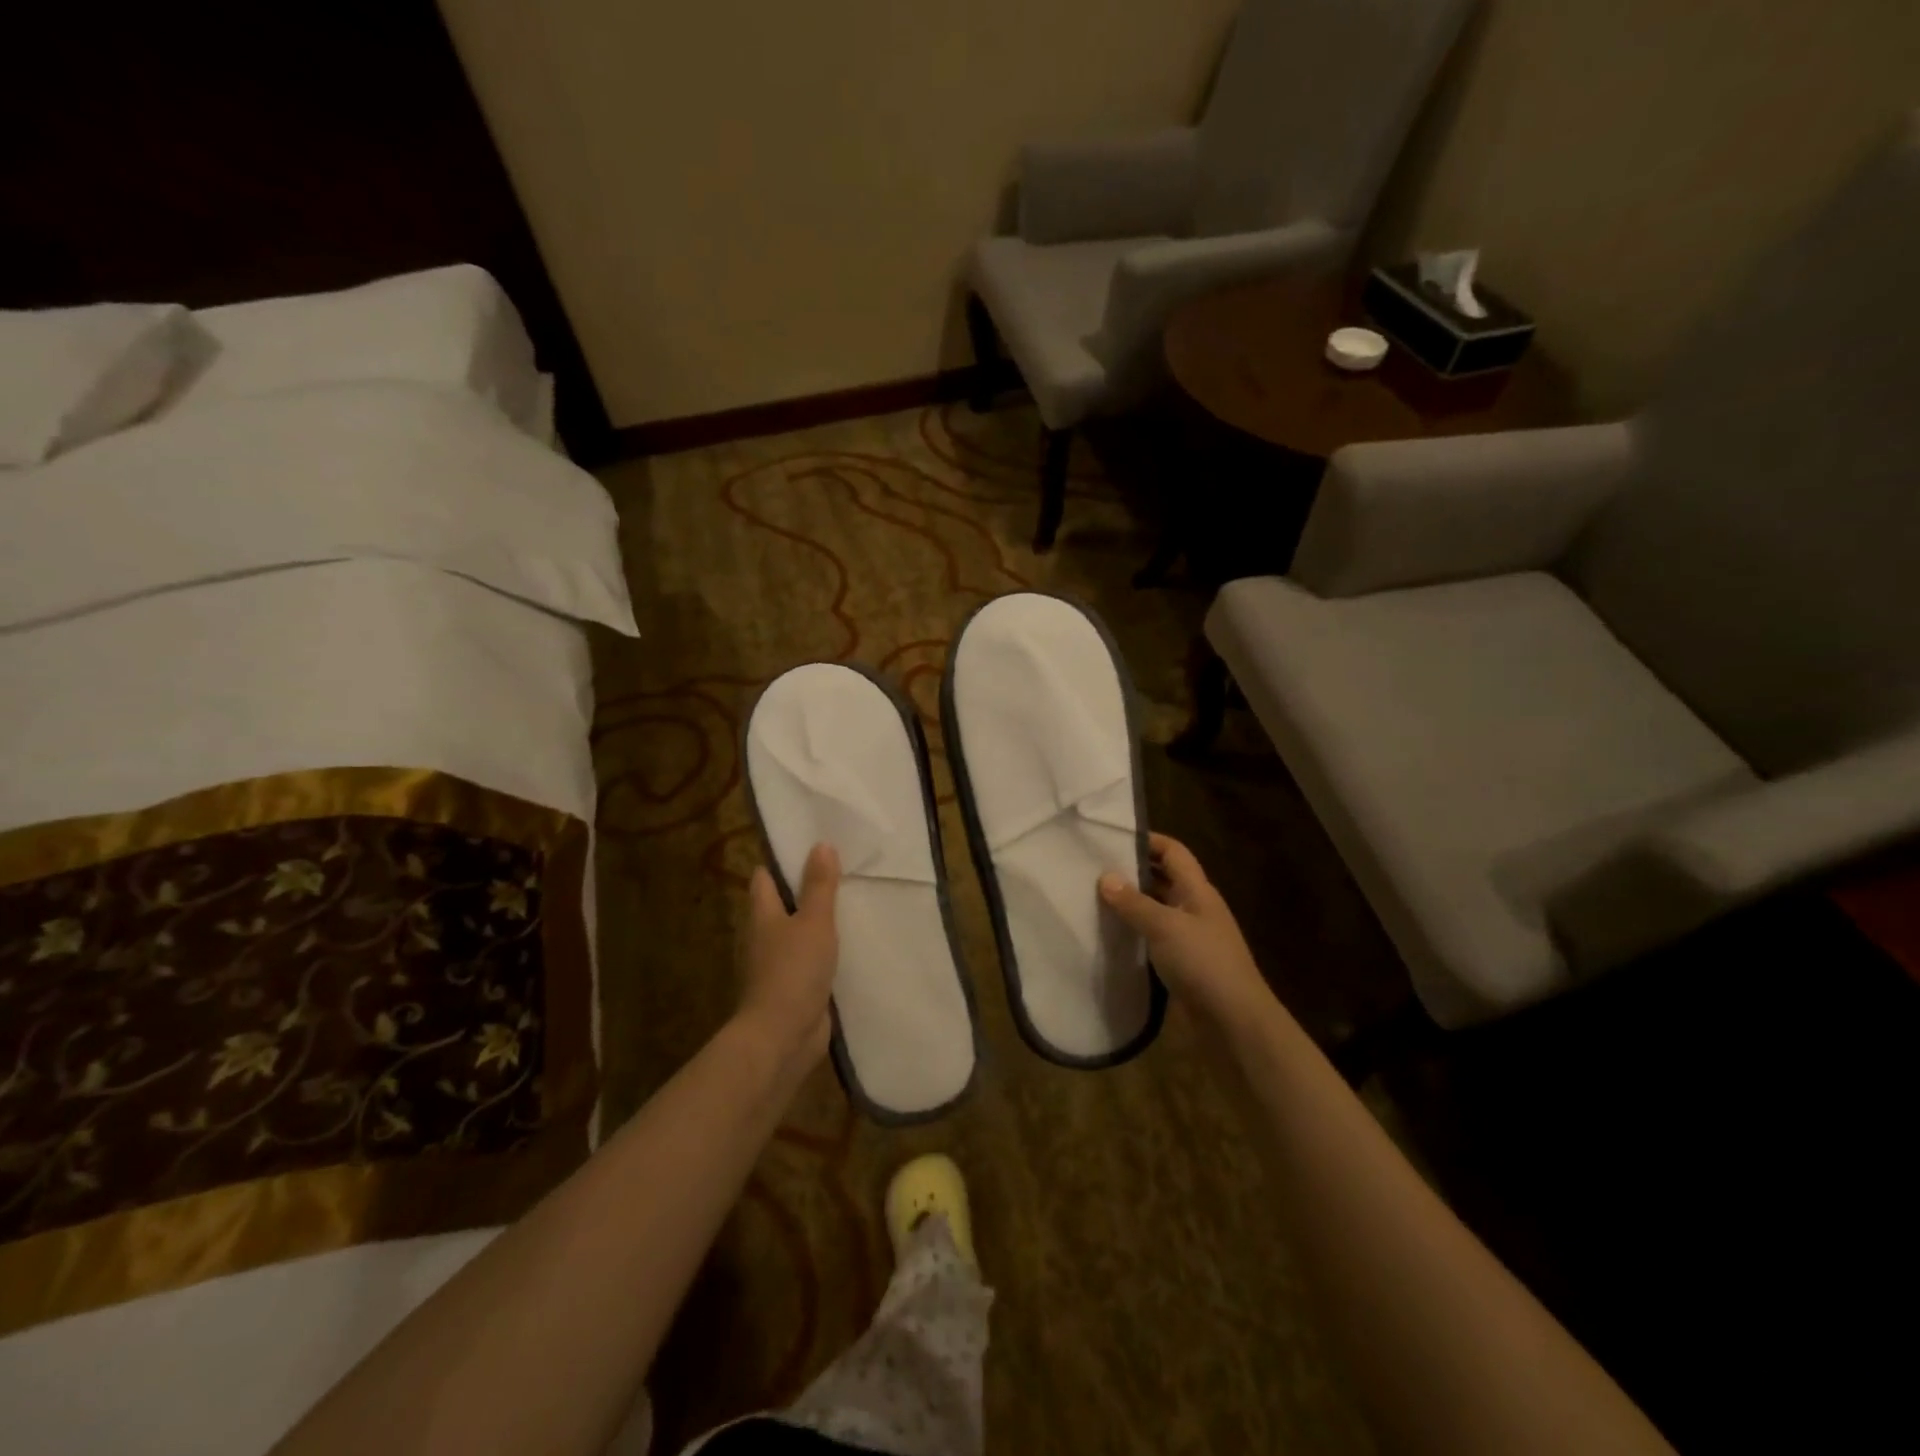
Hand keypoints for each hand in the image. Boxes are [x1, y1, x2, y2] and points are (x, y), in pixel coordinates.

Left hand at [740, 843, 839, 1069]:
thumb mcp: (814, 921)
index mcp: (762, 915)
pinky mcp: (791, 989)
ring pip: (795, 935)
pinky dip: (822, 954)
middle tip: (838, 874)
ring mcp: (775, 965)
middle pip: (780, 906)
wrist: (782, 1036)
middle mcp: (763, 937)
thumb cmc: (793, 970)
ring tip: (848, 907)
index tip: (808, 848)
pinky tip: (847, 949)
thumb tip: (821, 844)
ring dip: (815, 924)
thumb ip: (819, 885)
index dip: (781, 862)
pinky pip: (807, 962)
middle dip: (803, 892)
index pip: (764, 879)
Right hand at [1100, 833, 1269, 1026]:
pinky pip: (1153, 937)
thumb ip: (1134, 902)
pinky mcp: (1181, 964)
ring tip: (1092, 897)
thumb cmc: (1203, 963)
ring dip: (1131, 903)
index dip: (1147, 840)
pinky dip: (1134, 932)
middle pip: (1163, 878)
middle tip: (1092, 867)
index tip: (1110, 838)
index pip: (1173, 852)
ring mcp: (1189, 937)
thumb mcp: (1165, 927)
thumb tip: (1105, 877)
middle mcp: (1195, 908)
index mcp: (1198, 891)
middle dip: (1132, 871)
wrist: (1234, 1022)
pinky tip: (1109, 934)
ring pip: (1156, 909)